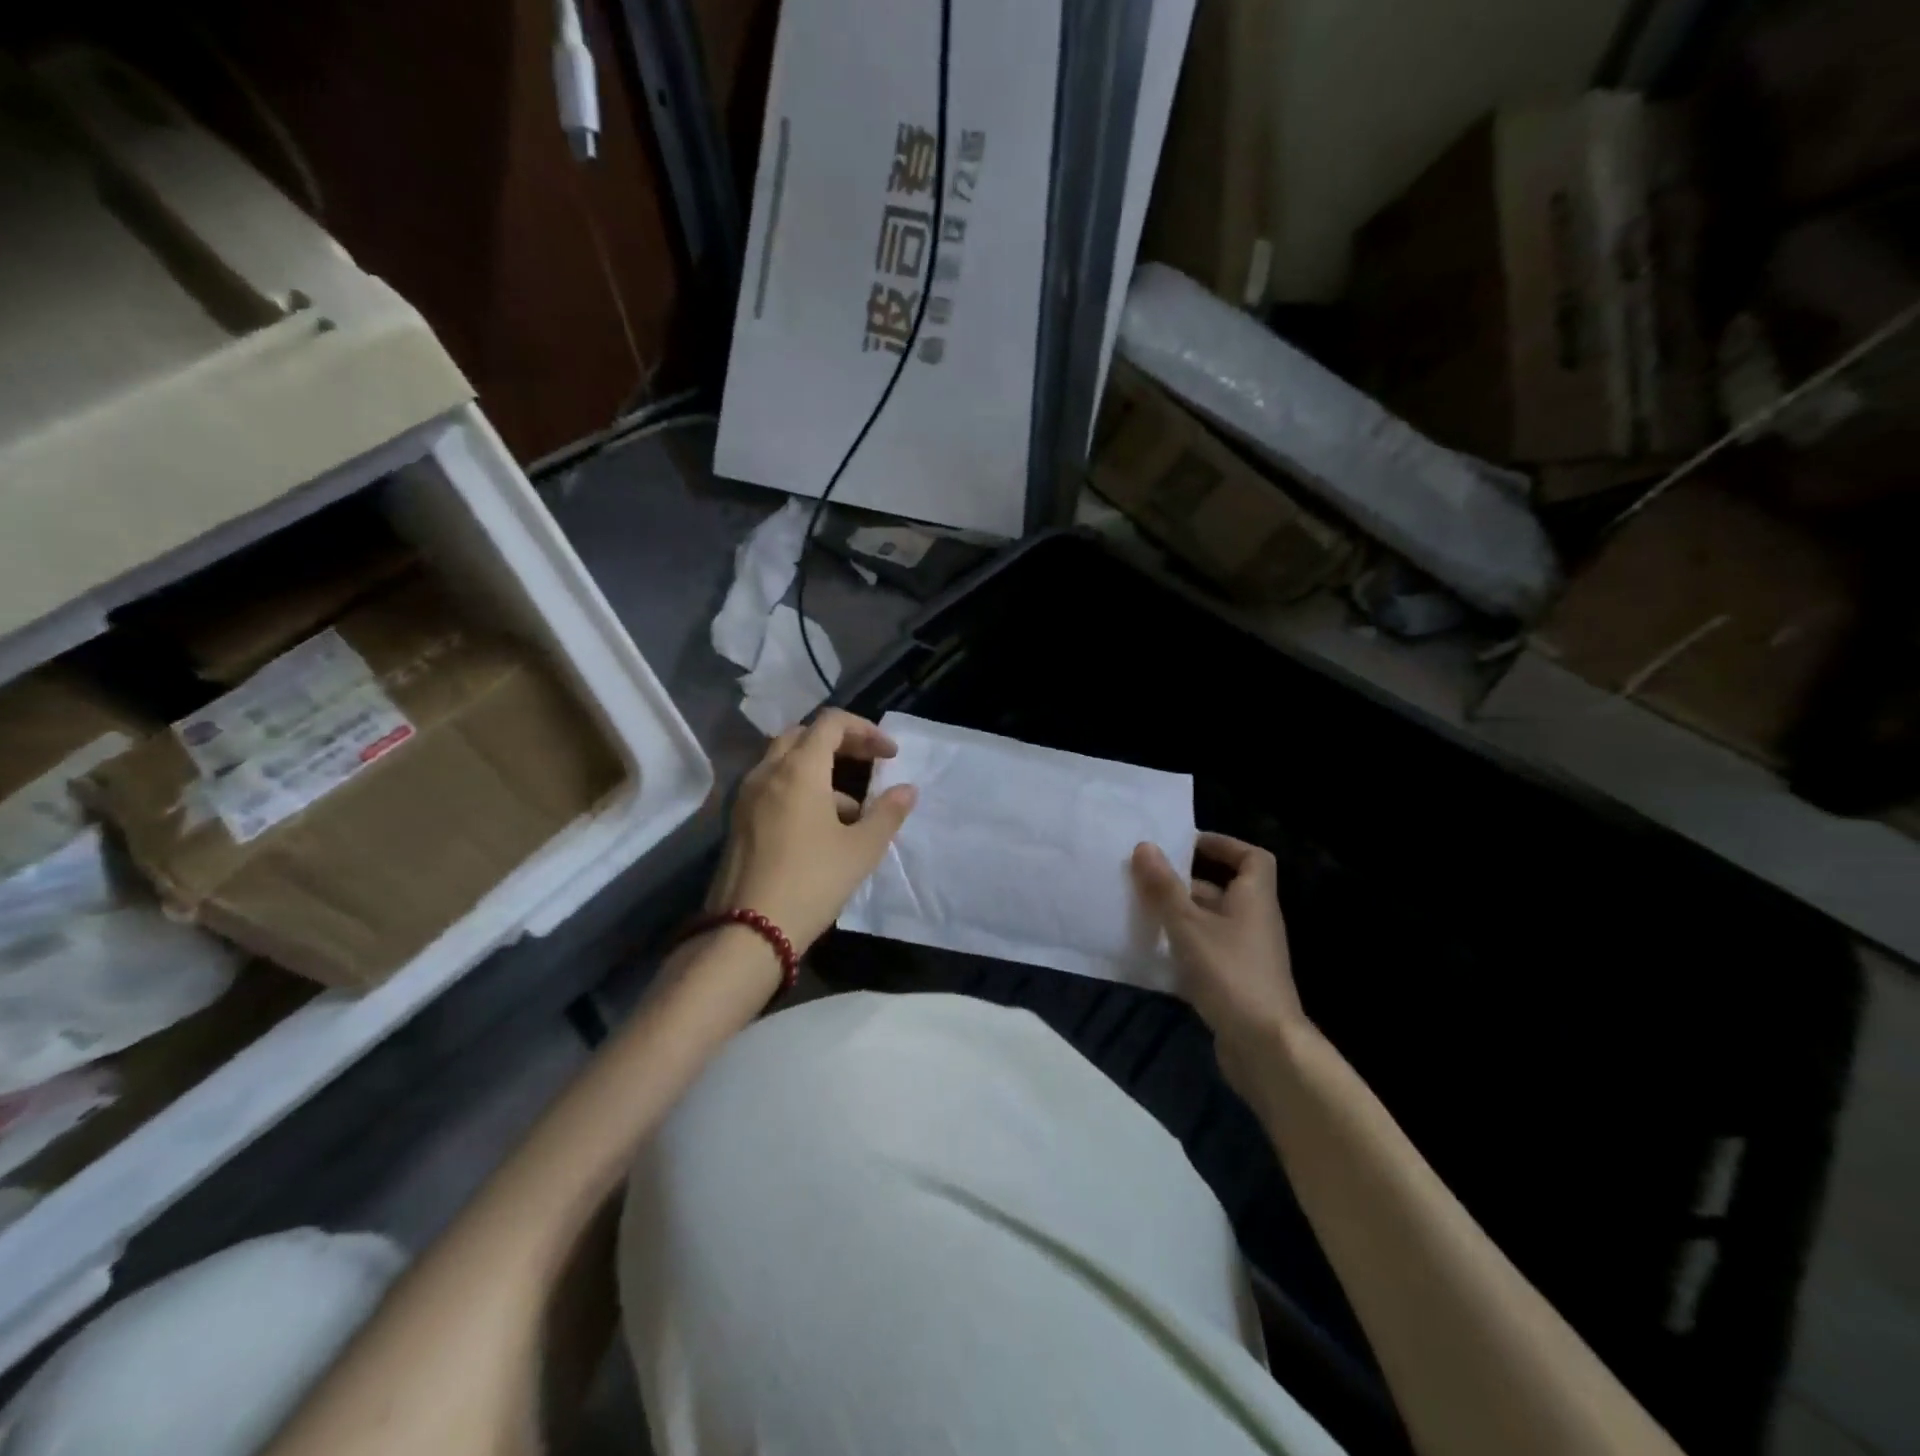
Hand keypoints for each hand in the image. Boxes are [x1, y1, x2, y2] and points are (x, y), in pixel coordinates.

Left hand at [706, 710, 917, 955]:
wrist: (748, 931)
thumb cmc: (812, 882)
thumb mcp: (861, 849)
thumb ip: (887, 813)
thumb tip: (907, 790)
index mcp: (798, 769)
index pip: (831, 723)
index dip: (865, 730)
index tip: (890, 755)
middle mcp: (767, 772)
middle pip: (804, 736)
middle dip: (841, 743)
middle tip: (870, 764)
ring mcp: (746, 796)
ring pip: (785, 762)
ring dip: (821, 770)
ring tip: (853, 809)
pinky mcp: (737, 821)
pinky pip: (772, 787)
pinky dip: (800, 790)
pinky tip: (821, 829)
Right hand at [1132, 833, 1303, 1094]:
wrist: (1265, 1047)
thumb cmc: (1229, 973)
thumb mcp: (1188, 925)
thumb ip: (1165, 887)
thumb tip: (1145, 846)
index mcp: (1253, 899)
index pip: (1252, 858)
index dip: (1223, 845)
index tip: (1186, 844)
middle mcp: (1255, 921)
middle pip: (1223, 890)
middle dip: (1185, 883)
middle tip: (1146, 879)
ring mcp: (1247, 954)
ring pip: (1210, 922)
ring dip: (1179, 916)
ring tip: (1141, 912)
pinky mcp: (1236, 982)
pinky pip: (1207, 951)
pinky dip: (1183, 947)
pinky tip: (1153, 953)